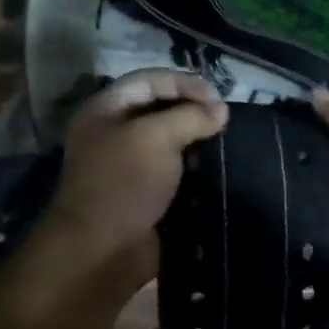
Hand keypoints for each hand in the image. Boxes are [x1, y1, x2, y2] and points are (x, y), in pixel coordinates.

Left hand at [41, 69, 228, 286]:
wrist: (104, 248)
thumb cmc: (124, 182)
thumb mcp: (156, 137)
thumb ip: (190, 117)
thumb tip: (221, 110)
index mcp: (105, 109)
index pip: (150, 80)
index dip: (185, 83)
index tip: (219, 101)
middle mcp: (114, 133)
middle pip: (159, 109)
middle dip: (193, 112)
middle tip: (224, 123)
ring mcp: (128, 166)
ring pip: (169, 142)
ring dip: (197, 142)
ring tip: (225, 144)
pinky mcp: (144, 194)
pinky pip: (173, 172)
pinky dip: (194, 169)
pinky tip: (216, 170)